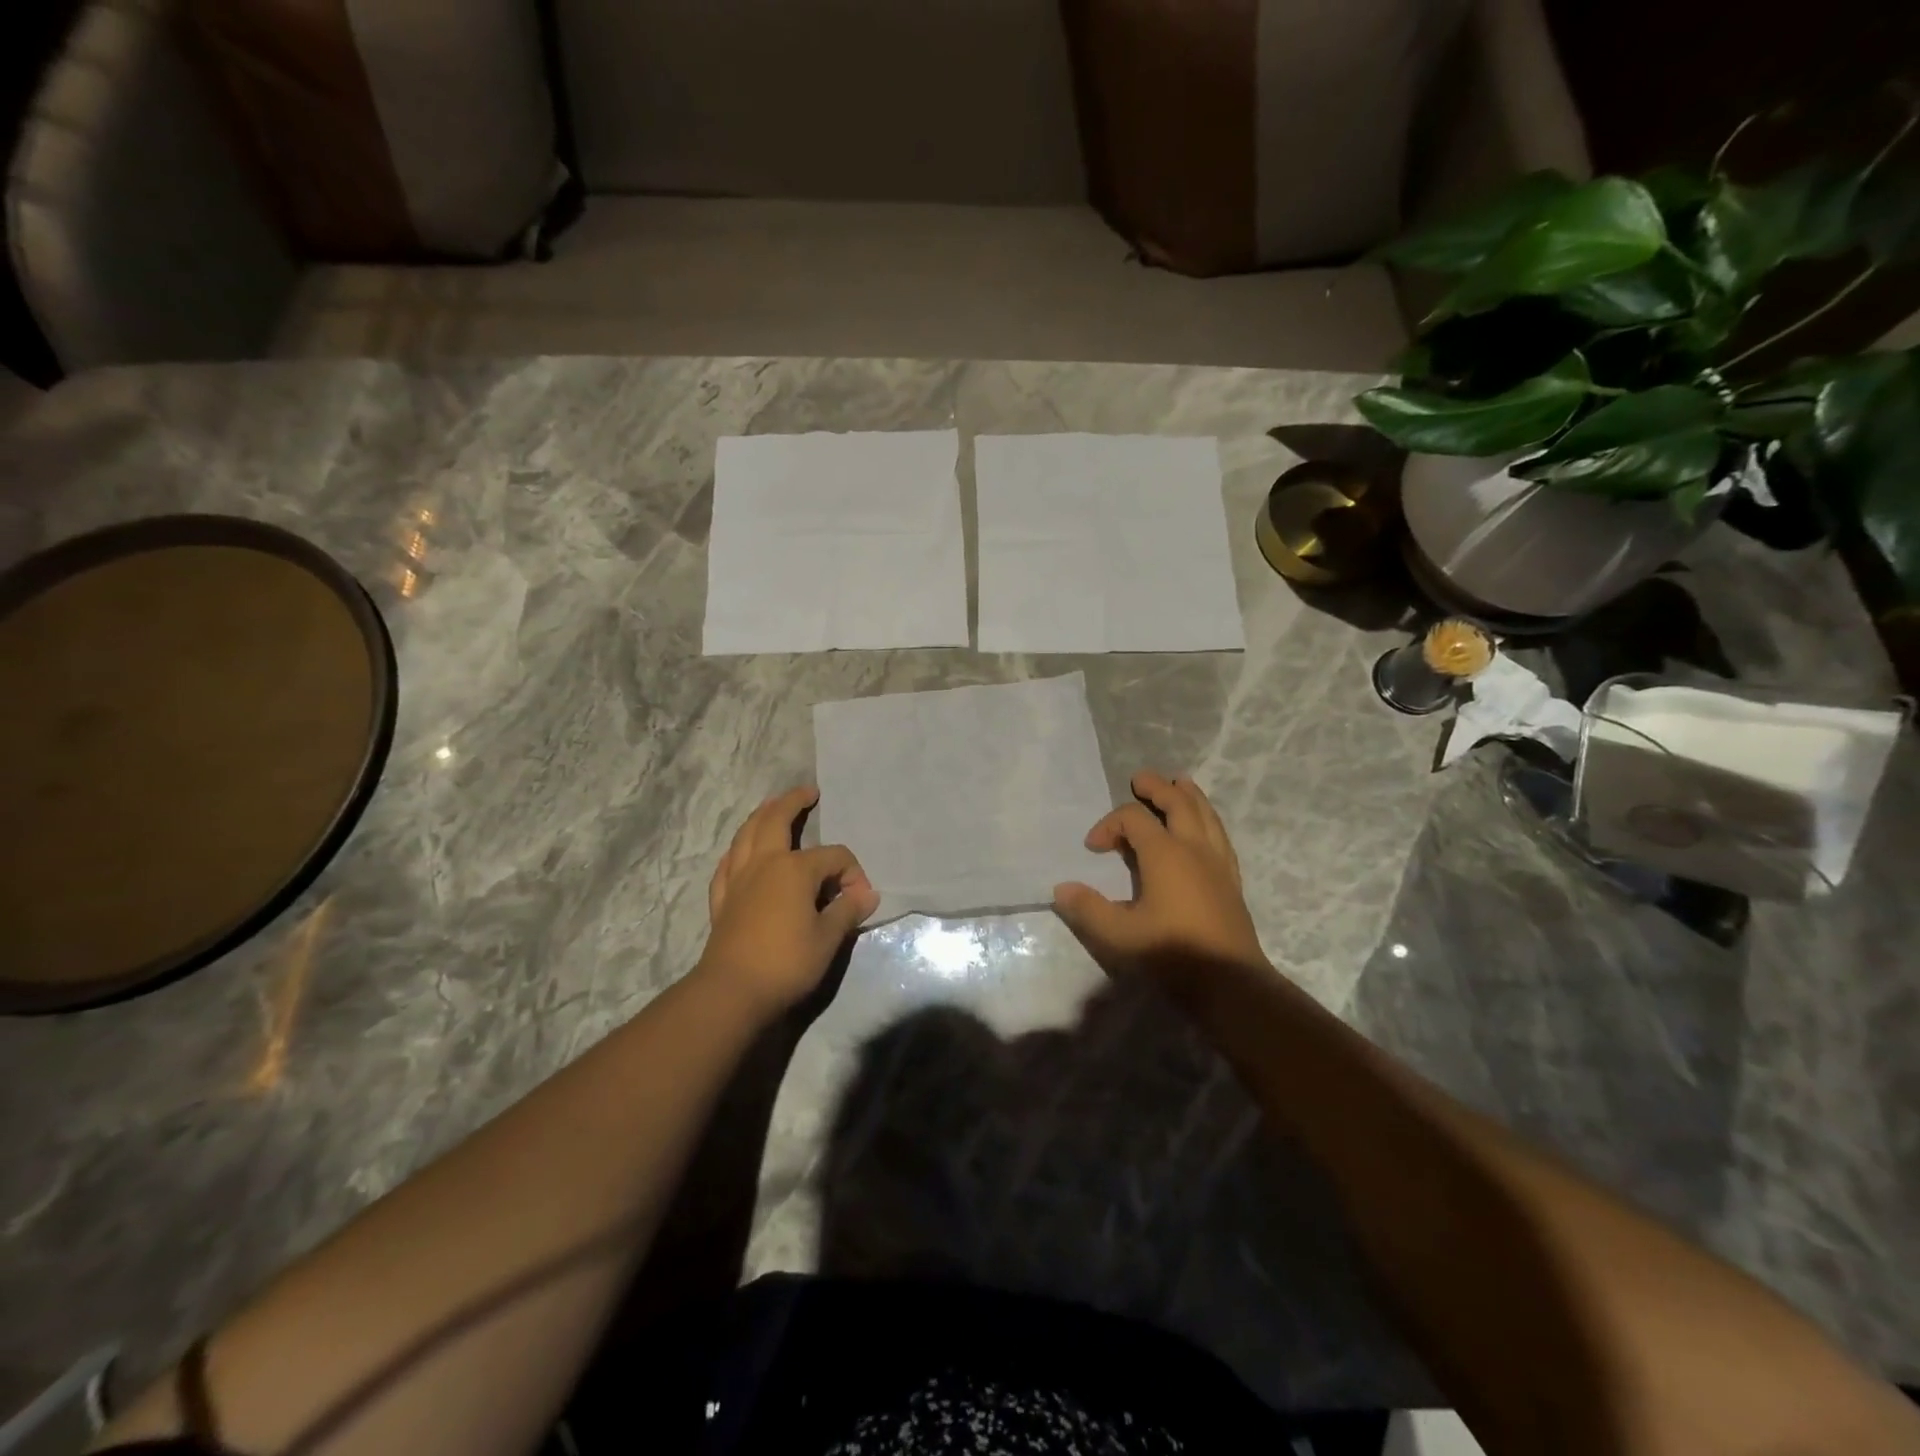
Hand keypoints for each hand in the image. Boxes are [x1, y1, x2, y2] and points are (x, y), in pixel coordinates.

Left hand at [701, 787, 879, 1014]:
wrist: (732, 991)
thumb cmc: (786, 962)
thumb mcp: (828, 938)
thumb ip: (847, 911)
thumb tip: (867, 895)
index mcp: (794, 868)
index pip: (833, 857)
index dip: (852, 873)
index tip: (860, 900)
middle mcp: (764, 863)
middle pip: (776, 820)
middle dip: (793, 802)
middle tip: (807, 792)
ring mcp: (738, 879)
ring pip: (746, 834)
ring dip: (761, 815)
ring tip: (771, 806)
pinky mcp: (722, 899)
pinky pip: (728, 863)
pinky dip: (737, 851)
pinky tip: (740, 853)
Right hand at [1052, 771, 1266, 991]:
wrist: (1229, 983)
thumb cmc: (1171, 953)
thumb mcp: (1118, 934)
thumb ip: (1088, 908)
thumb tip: (1061, 888)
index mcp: (1165, 853)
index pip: (1134, 819)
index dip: (1109, 824)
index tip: (1092, 847)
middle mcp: (1194, 848)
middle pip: (1178, 802)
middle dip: (1157, 787)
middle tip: (1140, 779)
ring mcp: (1218, 862)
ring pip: (1206, 814)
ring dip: (1189, 796)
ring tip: (1181, 784)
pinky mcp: (1232, 880)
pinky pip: (1220, 835)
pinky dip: (1209, 820)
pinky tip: (1205, 828)